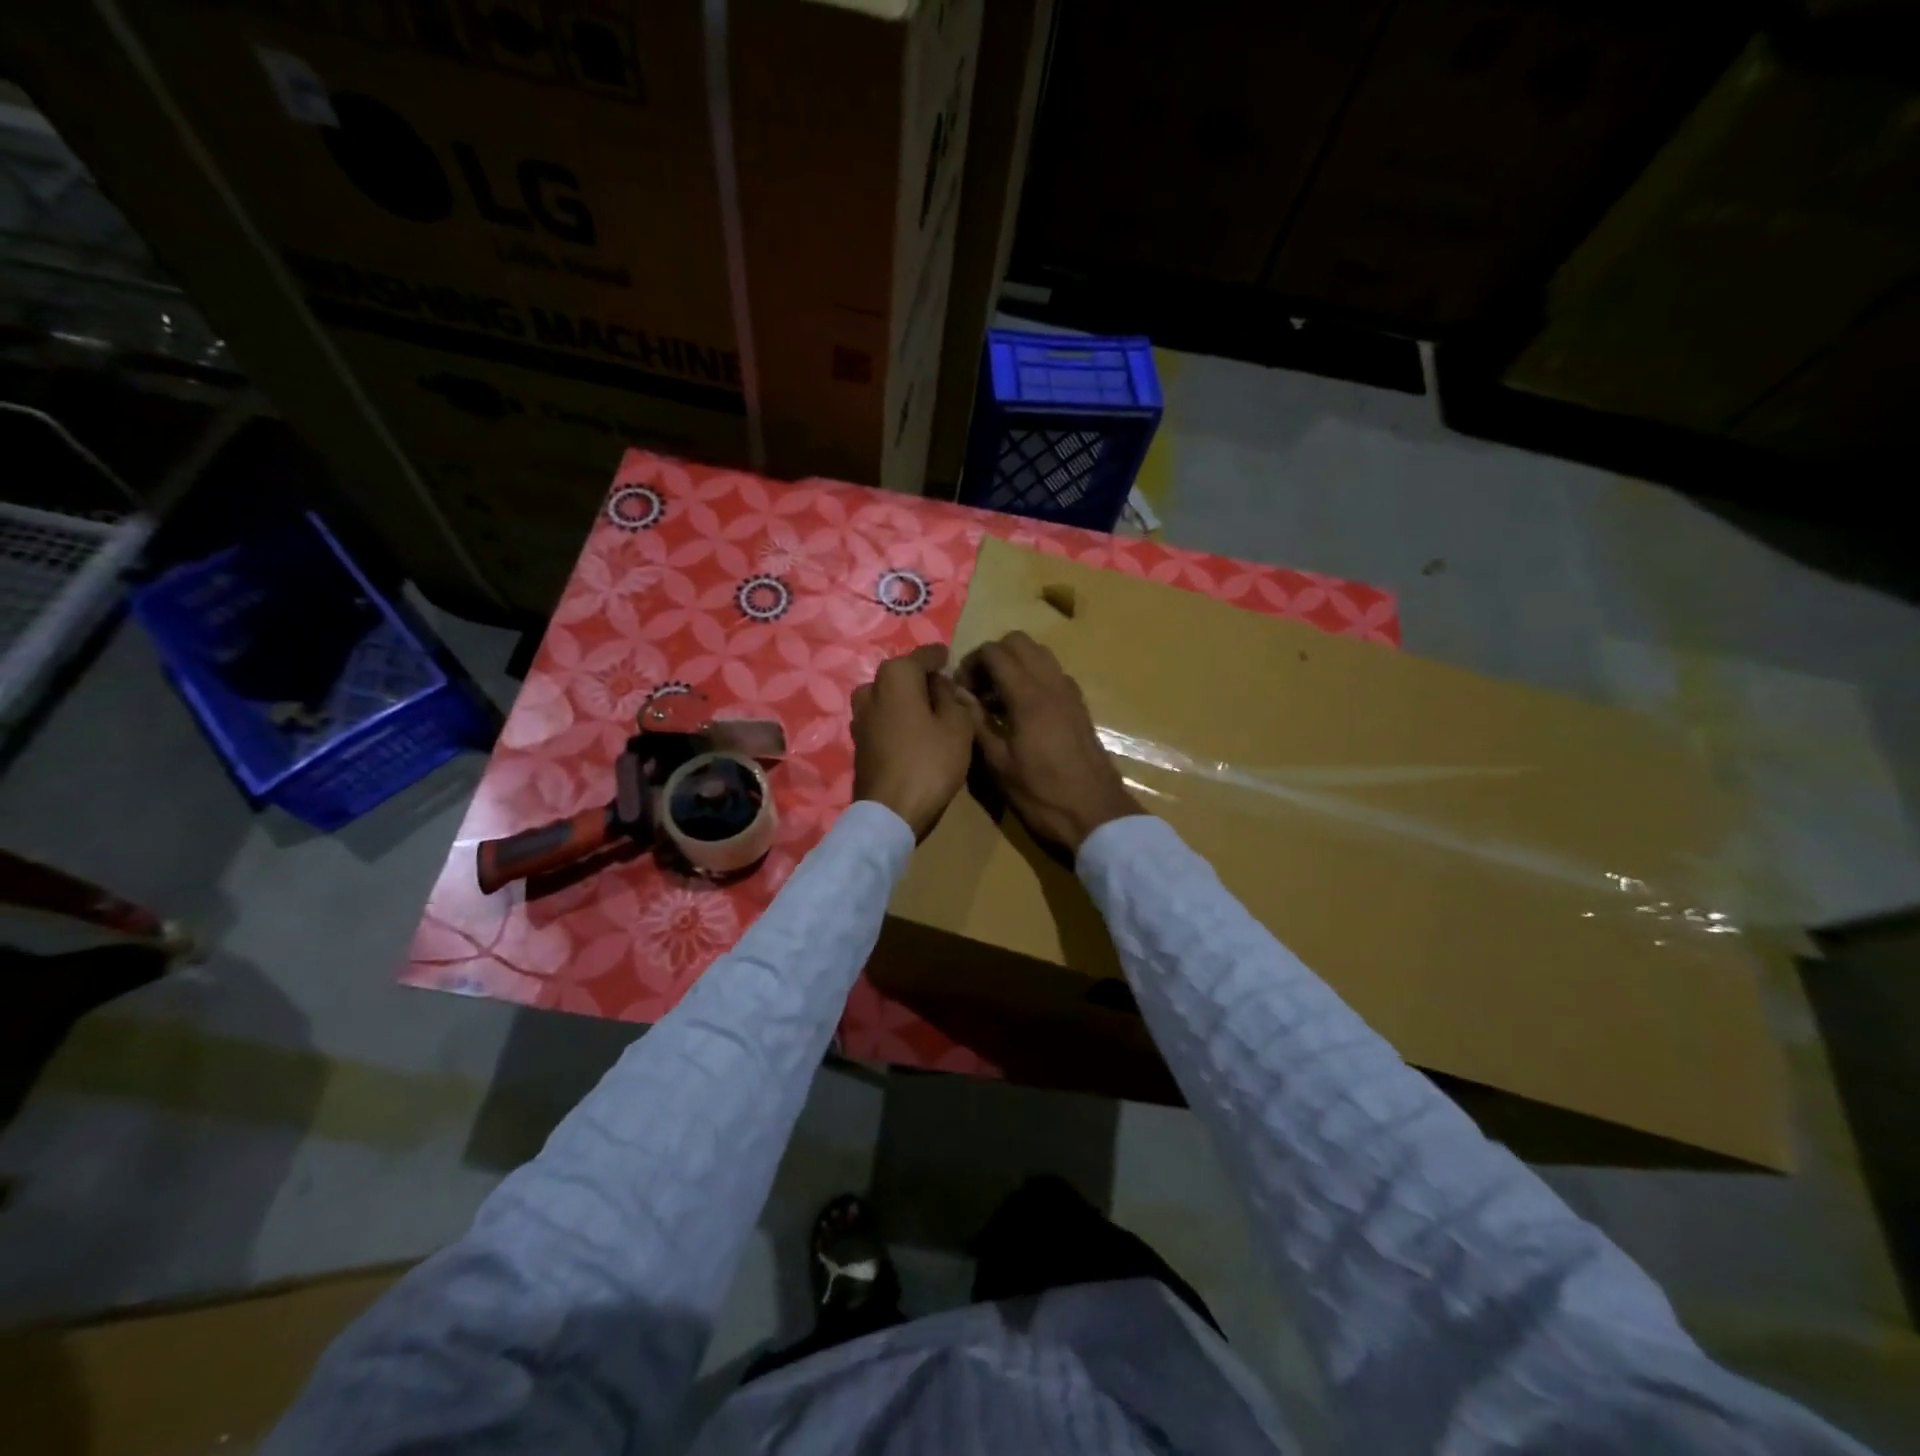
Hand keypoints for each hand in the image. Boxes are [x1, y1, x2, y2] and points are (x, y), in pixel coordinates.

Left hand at [852, 644, 973, 839]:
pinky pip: (881, 718)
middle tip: (946, 692)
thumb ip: (954, 698)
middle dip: (922, 680)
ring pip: (889, 697)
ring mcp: (859, 716)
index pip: (923, 655)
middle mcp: (871, 688)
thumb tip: (942, 685)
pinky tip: (913, 734)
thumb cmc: (929, 763)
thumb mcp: (958, 726)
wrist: (890, 811)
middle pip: (902, 675)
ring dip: (907, 701)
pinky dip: (897, 719)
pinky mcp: (858, 741)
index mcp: (896, 675)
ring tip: (930, 714)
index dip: (941, 657)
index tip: (952, 660)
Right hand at [960, 632, 1142, 853]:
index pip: (994, 652)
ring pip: (1039, 654)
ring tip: (999, 699)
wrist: (1095, 813)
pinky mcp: (1080, 706)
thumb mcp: (999, 764)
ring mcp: (1070, 693)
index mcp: (1028, 696)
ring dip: (1015, 665)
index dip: (971, 663)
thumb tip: (958, 693)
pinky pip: (1053, 674)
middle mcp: (1052, 684)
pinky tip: (1022, 711)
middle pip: (1019, 642)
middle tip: (979, 688)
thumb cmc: (1041, 794)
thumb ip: (976, 722)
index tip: (961, 690)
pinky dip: (1034, 678)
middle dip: (993, 656)